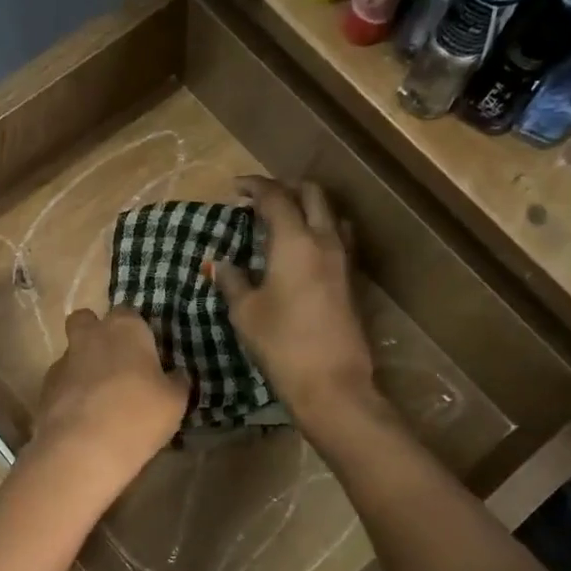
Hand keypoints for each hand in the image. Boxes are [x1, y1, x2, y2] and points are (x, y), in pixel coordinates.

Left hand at [30, 307, 188, 506]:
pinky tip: (83, 419)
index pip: (129, 314)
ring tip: (100, 400)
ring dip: (83, 367)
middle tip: (116, 364)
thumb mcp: (175, 402)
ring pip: (72, 353)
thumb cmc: (138, 416)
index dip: (136, 332)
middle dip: (96, 334)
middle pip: (87, 321)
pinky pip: (61, 383)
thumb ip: (176, 382)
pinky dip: (70, 394)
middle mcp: (90, 336)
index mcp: (125, 328)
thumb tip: (176, 375)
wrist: (82, 450)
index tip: (146, 354)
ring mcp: (62, 361)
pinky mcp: (44, 389)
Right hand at [212, 177, 379, 438]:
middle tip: (261, 199)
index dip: (255, 187)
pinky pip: (337, 237)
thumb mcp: (246, 313)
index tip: (236, 188)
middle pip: (312, 194)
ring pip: (330, 213)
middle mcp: (324, 240)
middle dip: (286, 188)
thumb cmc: (281, 344)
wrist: (332, 383)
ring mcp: (343, 260)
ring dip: (308, 206)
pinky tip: (302, 249)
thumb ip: (232, 281)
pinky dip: (318, 229)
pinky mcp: (351, 280)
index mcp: (295, 241)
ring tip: (284, 220)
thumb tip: (219, 263)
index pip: (276, 198)